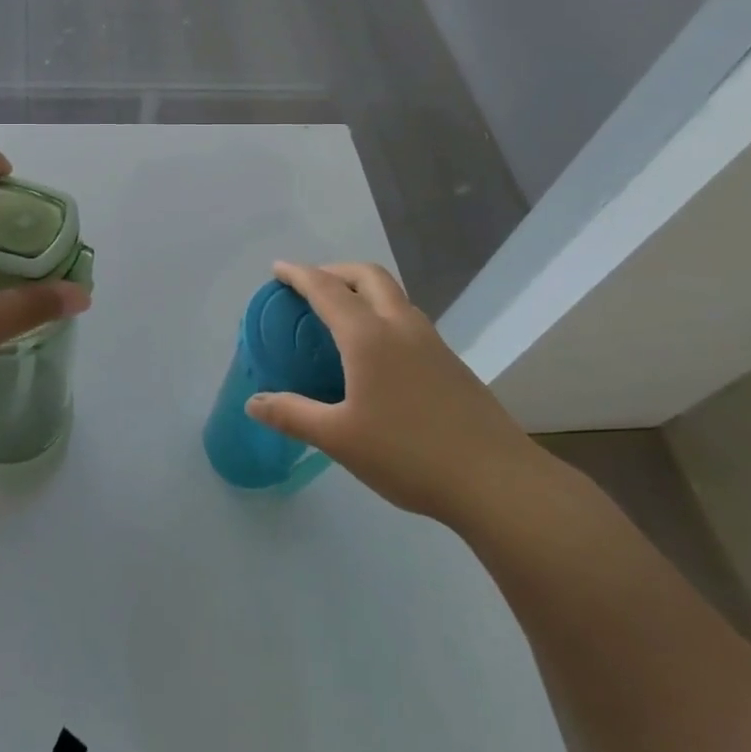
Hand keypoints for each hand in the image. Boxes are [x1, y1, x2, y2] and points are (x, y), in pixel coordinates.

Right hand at [245, 262, 544, 527]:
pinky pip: (408, 319)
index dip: (298, 275)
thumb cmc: (408, 455)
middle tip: (311, 285)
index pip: (326, 289)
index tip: (278, 269)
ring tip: (342, 313)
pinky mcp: (451, 363)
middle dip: (335, 270)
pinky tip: (377, 353)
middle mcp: (400, 326)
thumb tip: (253, 402)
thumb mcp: (339, 439)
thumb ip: (293, 415)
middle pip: (367, 275)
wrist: (497, 481)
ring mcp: (432, 342)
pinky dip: (383, 313)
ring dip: (363, 289)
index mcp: (368, 336)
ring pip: (393, 295)